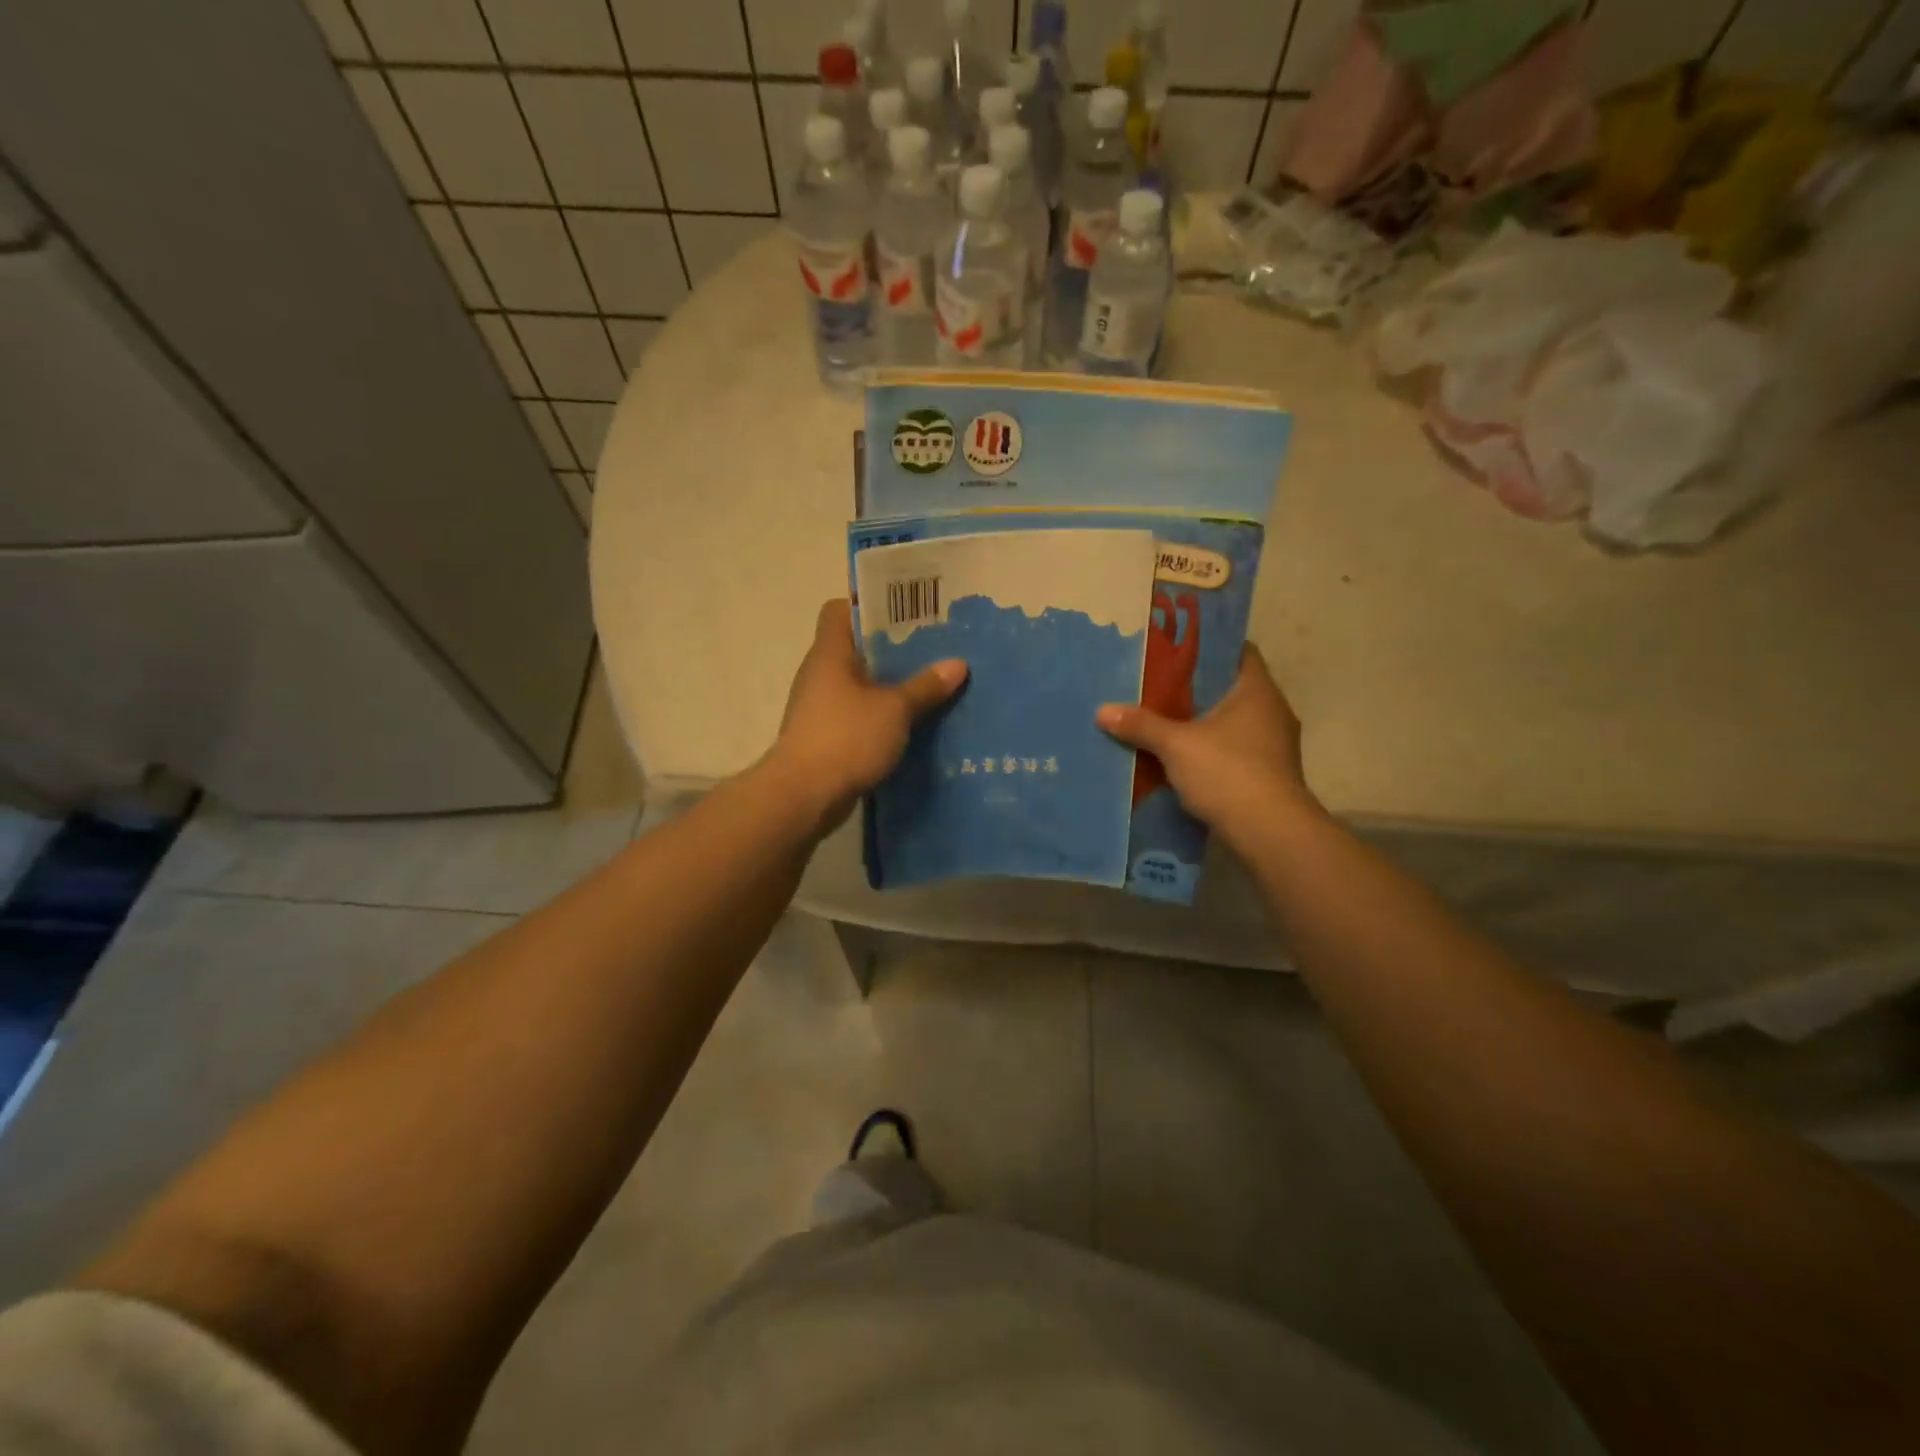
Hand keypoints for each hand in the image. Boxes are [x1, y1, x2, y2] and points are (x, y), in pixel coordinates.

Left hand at [768, 599, 967, 831]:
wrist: (804, 796)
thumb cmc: (846, 738)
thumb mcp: (895, 710)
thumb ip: (926, 686)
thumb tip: (958, 664)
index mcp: (830, 653)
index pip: (840, 610)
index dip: (869, 606)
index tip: (906, 613)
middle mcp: (820, 674)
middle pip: (856, 648)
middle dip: (893, 649)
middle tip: (933, 649)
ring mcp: (820, 708)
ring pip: (860, 685)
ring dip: (890, 686)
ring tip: (930, 686)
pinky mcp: (826, 738)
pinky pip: (859, 716)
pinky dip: (882, 717)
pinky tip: (912, 724)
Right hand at [1097, 645, 1318, 849]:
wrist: (1270, 833)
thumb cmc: (1228, 772)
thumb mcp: (1176, 745)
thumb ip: (1141, 725)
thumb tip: (1102, 710)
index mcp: (1257, 690)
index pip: (1238, 651)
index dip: (1207, 647)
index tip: (1174, 649)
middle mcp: (1271, 711)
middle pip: (1229, 688)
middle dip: (1195, 688)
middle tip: (1156, 684)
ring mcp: (1273, 746)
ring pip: (1231, 722)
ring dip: (1201, 723)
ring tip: (1162, 720)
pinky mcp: (1267, 775)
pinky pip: (1232, 750)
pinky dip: (1209, 750)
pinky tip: (1180, 758)